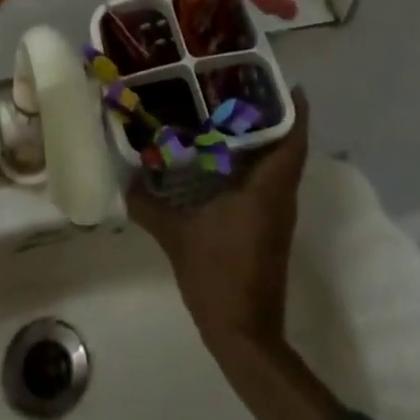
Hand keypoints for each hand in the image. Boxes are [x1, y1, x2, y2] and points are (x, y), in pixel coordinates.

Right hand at [129, 89, 310, 350]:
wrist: (245, 337)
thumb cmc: (218, 277)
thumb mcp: (177, 237)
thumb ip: (150, 205)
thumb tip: (126, 179)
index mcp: (267, 189)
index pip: (292, 140)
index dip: (294, 110)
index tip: (284, 82)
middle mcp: (279, 197)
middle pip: (286, 146)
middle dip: (271, 116)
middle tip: (242, 87)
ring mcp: (277, 215)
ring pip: (278, 165)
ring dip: (262, 140)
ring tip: (228, 113)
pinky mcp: (269, 229)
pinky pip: (267, 183)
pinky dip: (253, 164)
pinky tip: (222, 159)